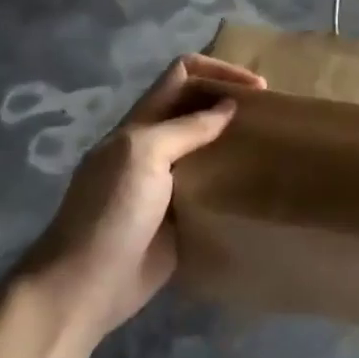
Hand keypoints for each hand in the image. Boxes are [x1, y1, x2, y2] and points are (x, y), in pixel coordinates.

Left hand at [30, 53, 264, 348]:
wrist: (86, 285)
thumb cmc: (111, 212)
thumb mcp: (143, 155)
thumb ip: (185, 128)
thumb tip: (228, 107)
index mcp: (141, 124)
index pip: (181, 76)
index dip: (218, 72)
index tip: (257, 88)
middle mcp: (155, 147)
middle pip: (196, 108)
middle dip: (231, 101)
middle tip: (271, 115)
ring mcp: (167, 183)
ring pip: (207, 147)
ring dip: (235, 140)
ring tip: (272, 145)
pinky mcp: (180, 217)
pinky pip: (211, 188)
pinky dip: (234, 179)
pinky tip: (257, 184)